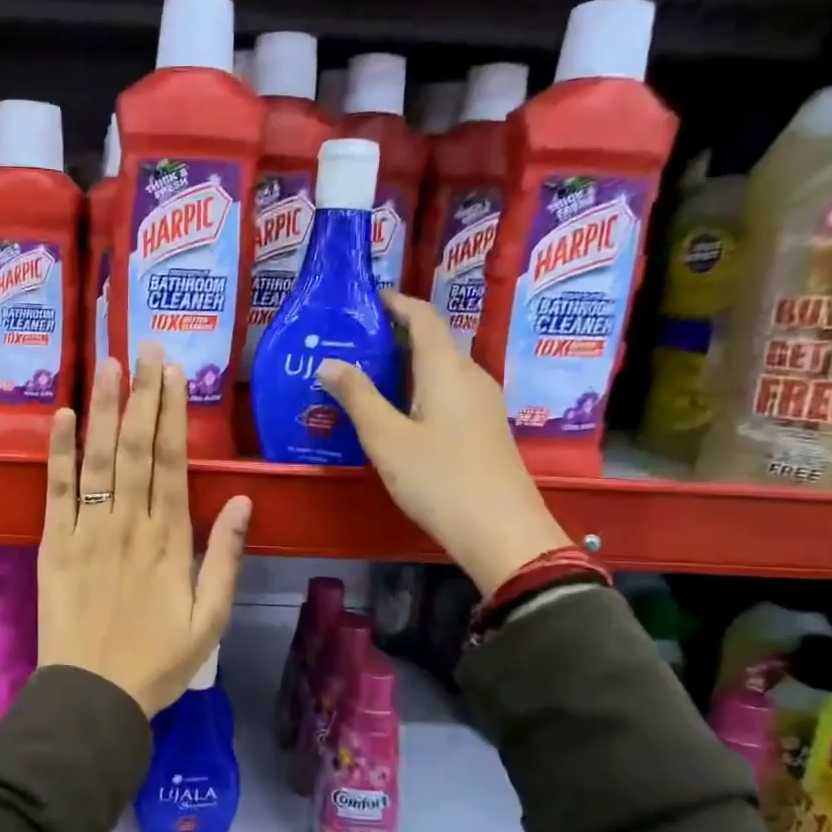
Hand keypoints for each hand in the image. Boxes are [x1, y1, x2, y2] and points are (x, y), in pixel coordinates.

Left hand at [38, 346, 254, 715]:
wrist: (92, 696)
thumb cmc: (157, 661)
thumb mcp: (209, 619)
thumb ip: (225, 558)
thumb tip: (240, 500)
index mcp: (168, 540)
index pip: (171, 463)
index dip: (173, 414)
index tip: (174, 373)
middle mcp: (127, 524)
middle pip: (135, 448)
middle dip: (142, 394)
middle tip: (145, 347)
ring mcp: (85, 531)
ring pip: (96, 459)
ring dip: (103, 408)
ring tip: (108, 364)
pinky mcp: (51, 545)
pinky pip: (55, 491)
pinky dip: (58, 452)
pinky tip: (63, 415)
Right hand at [316, 291, 568, 593]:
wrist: (502, 532)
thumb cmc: (439, 479)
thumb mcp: (386, 439)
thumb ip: (357, 397)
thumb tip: (329, 362)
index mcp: (446, 369)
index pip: (424, 317)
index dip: (397, 302)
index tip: (368, 298)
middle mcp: (470, 376)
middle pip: (433, 340)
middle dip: (395, 333)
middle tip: (354, 340)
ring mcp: (482, 403)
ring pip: (441, 368)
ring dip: (406, 363)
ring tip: (367, 373)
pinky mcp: (484, 427)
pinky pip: (448, 391)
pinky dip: (419, 387)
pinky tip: (397, 410)